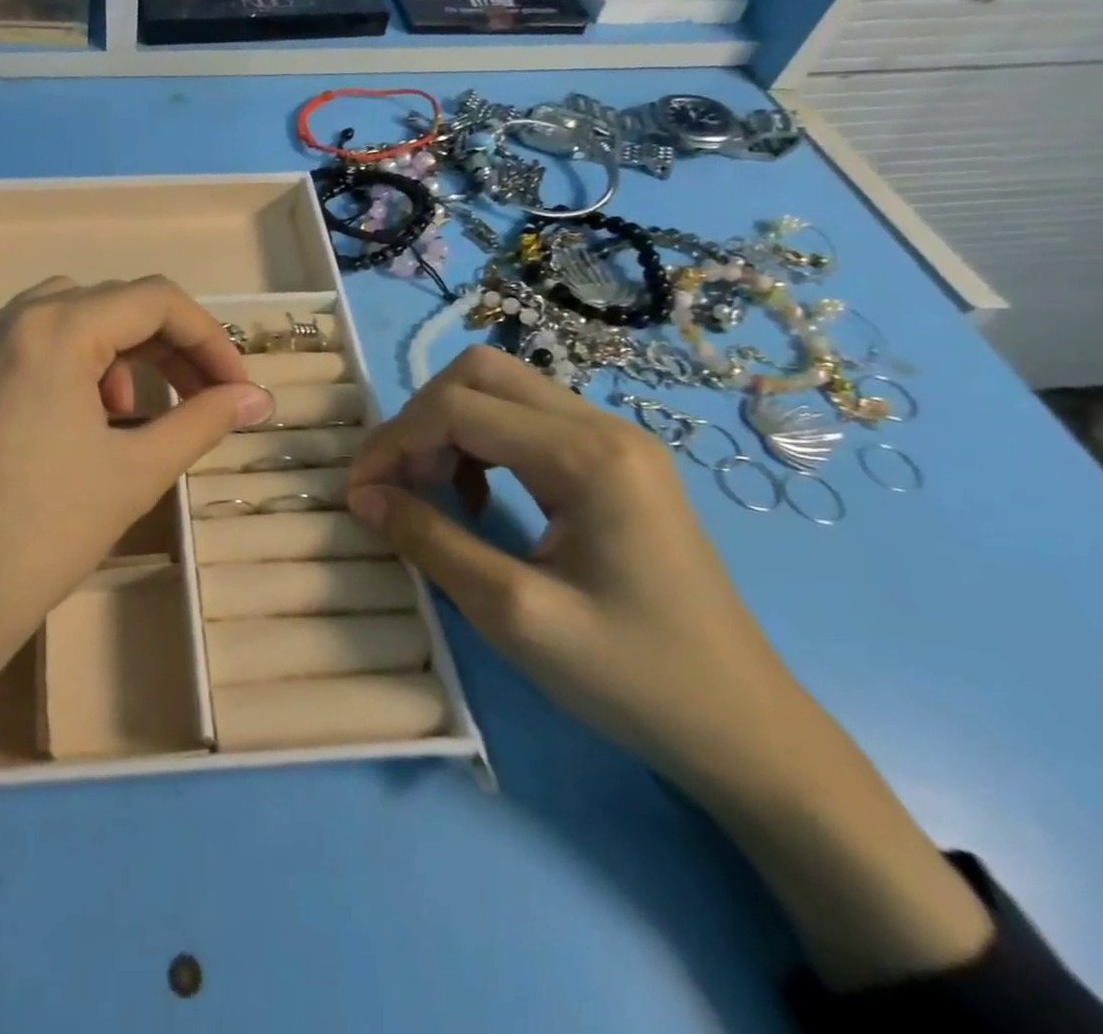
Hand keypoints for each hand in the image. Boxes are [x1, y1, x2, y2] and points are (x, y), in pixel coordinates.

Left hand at [0, 276, 272, 708]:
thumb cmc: (43, 534)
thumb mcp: (136, 472)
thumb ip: (203, 421)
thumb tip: (258, 399)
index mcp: (53, 329)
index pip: (154, 300)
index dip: (208, 339)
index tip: (236, 389)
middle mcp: (6, 319)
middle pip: (110, 303)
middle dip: (167, 346)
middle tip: (202, 397)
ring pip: (65, 317)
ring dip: (117, 351)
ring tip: (131, 412)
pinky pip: (25, 344)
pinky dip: (68, 363)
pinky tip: (76, 420)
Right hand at [346, 344, 801, 785]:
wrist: (743, 729)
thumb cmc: (631, 677)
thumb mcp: (513, 614)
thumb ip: (430, 540)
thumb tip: (363, 496)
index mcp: (587, 456)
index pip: (458, 407)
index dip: (394, 442)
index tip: (360, 494)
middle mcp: (603, 427)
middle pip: (479, 373)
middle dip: (419, 420)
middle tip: (397, 483)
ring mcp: (614, 441)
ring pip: (499, 390)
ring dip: (446, 429)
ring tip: (428, 491)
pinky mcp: (613, 463)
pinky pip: (524, 422)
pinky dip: (478, 444)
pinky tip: (474, 498)